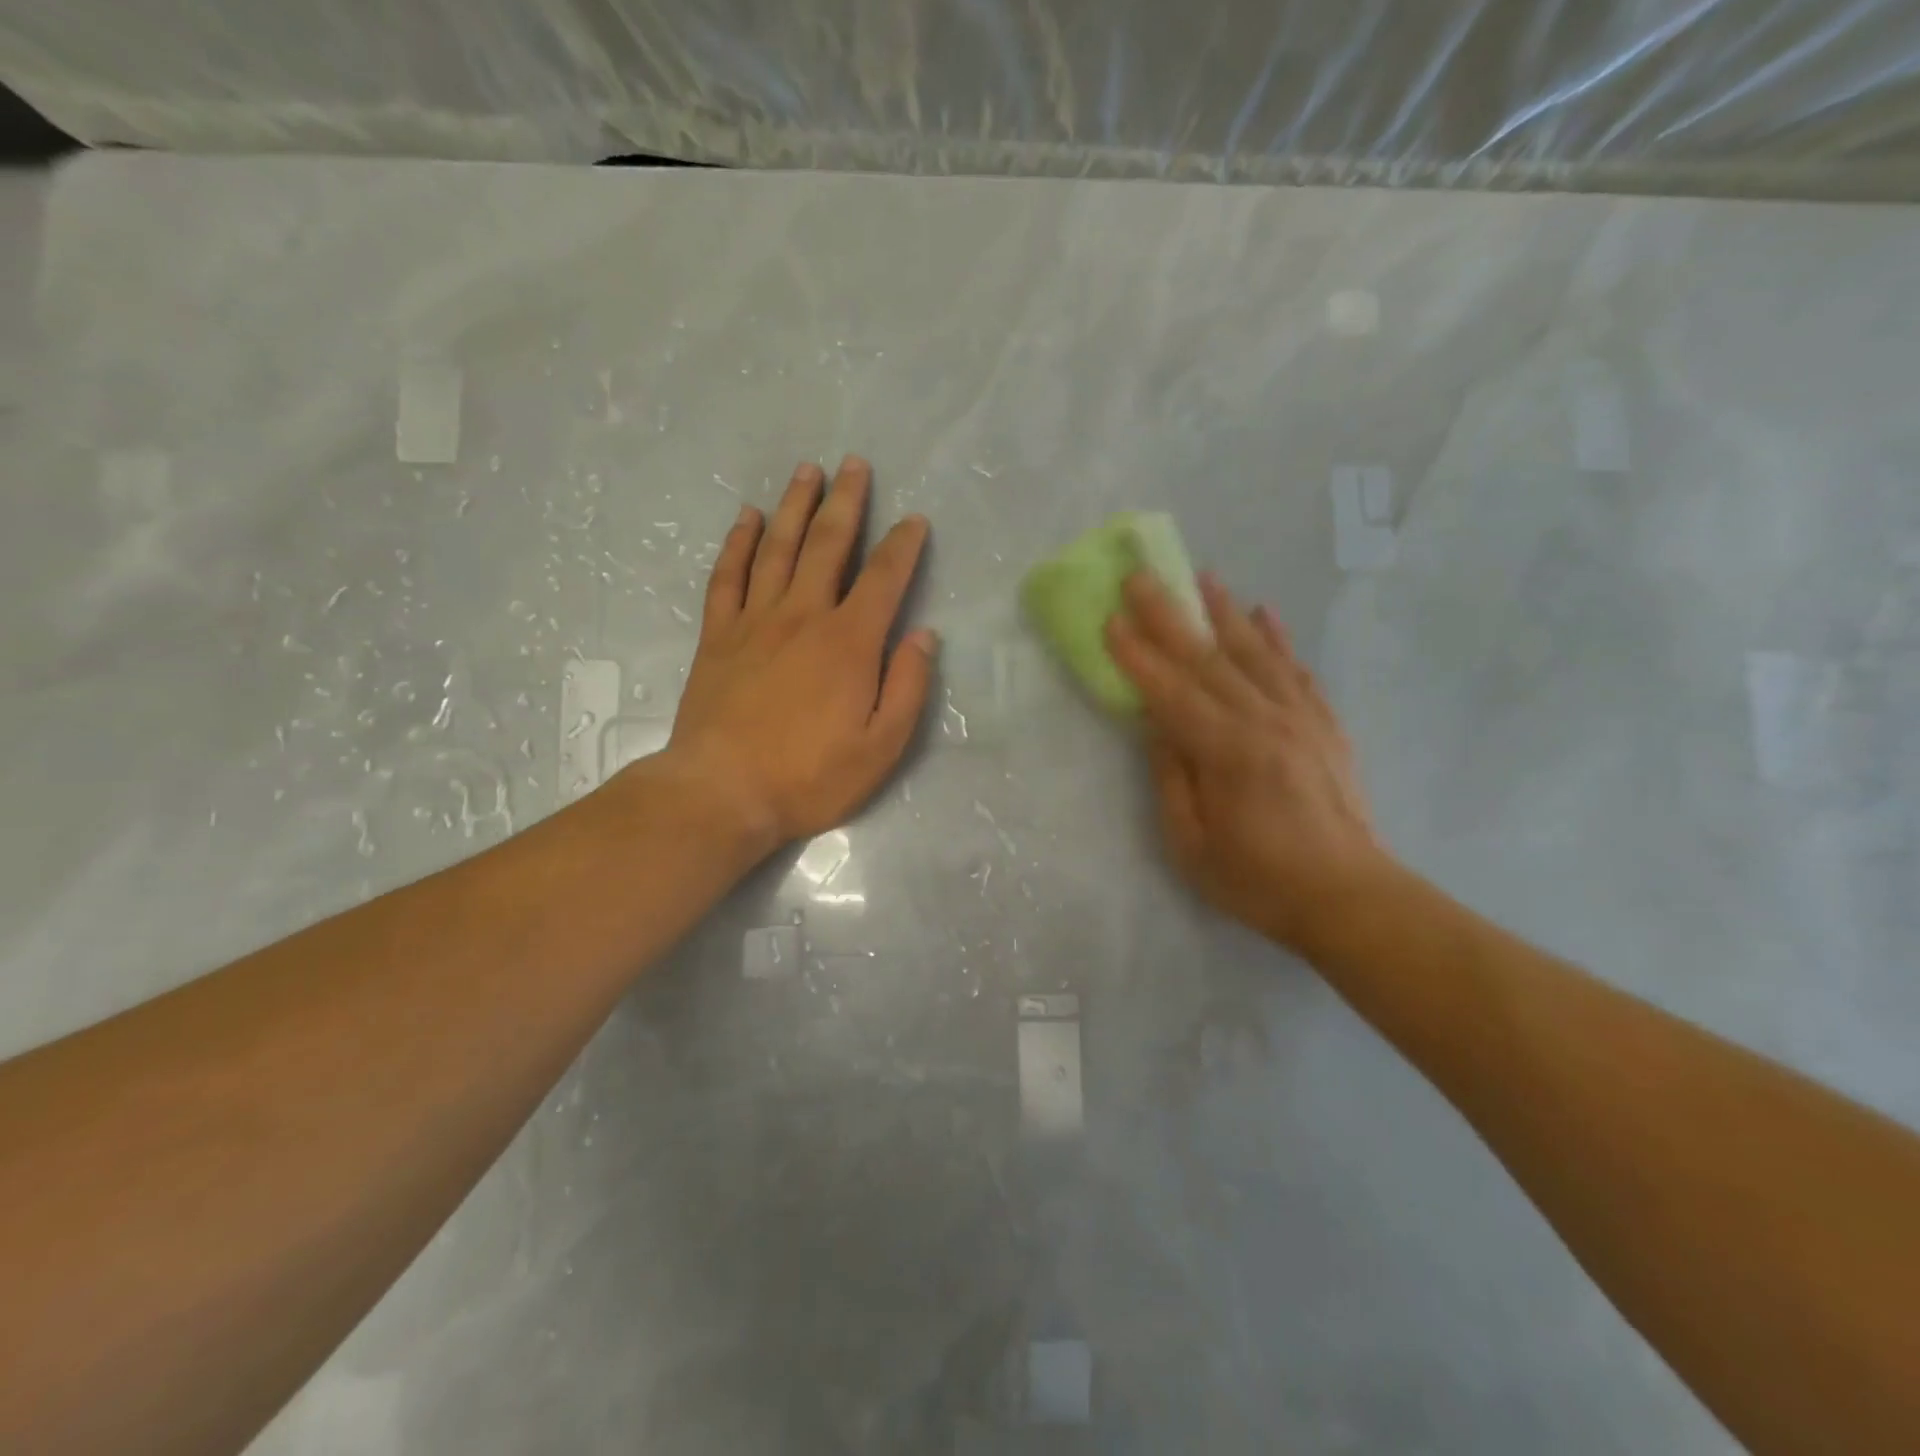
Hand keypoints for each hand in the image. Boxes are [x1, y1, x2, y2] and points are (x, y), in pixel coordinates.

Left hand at [655, 456, 935, 856]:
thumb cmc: (809, 776)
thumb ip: (908, 687)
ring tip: (807, 470)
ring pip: (777, 548)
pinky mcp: (718, 636)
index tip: (914, 520)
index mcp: (849, 643)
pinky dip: (738, 543)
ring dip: (795, 506)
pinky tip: (746, 517)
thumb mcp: (881, 747)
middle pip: (827, 545)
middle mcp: (803, 616)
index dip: (903, 546)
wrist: (722, 793)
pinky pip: (728, 576)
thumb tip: (924, 636)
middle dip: (846, 501)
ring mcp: (755, 622)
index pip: (883, 578)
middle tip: (855, 464)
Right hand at [1107, 571, 1388, 952]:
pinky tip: (1265, 613)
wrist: (1349, 897)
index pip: (1171, 692)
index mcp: (1227, 752)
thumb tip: (1158, 726)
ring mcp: (1301, 718)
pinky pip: (1296, 670)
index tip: (1111, 619)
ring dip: (1225, 612)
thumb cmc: (1258, 881)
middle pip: (1208, 658)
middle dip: (1169, 615)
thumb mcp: (1192, 845)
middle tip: (1142, 576)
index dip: (1137, 656)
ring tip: (1203, 577)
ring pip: (1255, 652)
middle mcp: (1265, 721)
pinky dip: (1278, 639)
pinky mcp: (1324, 725)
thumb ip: (1171, 779)